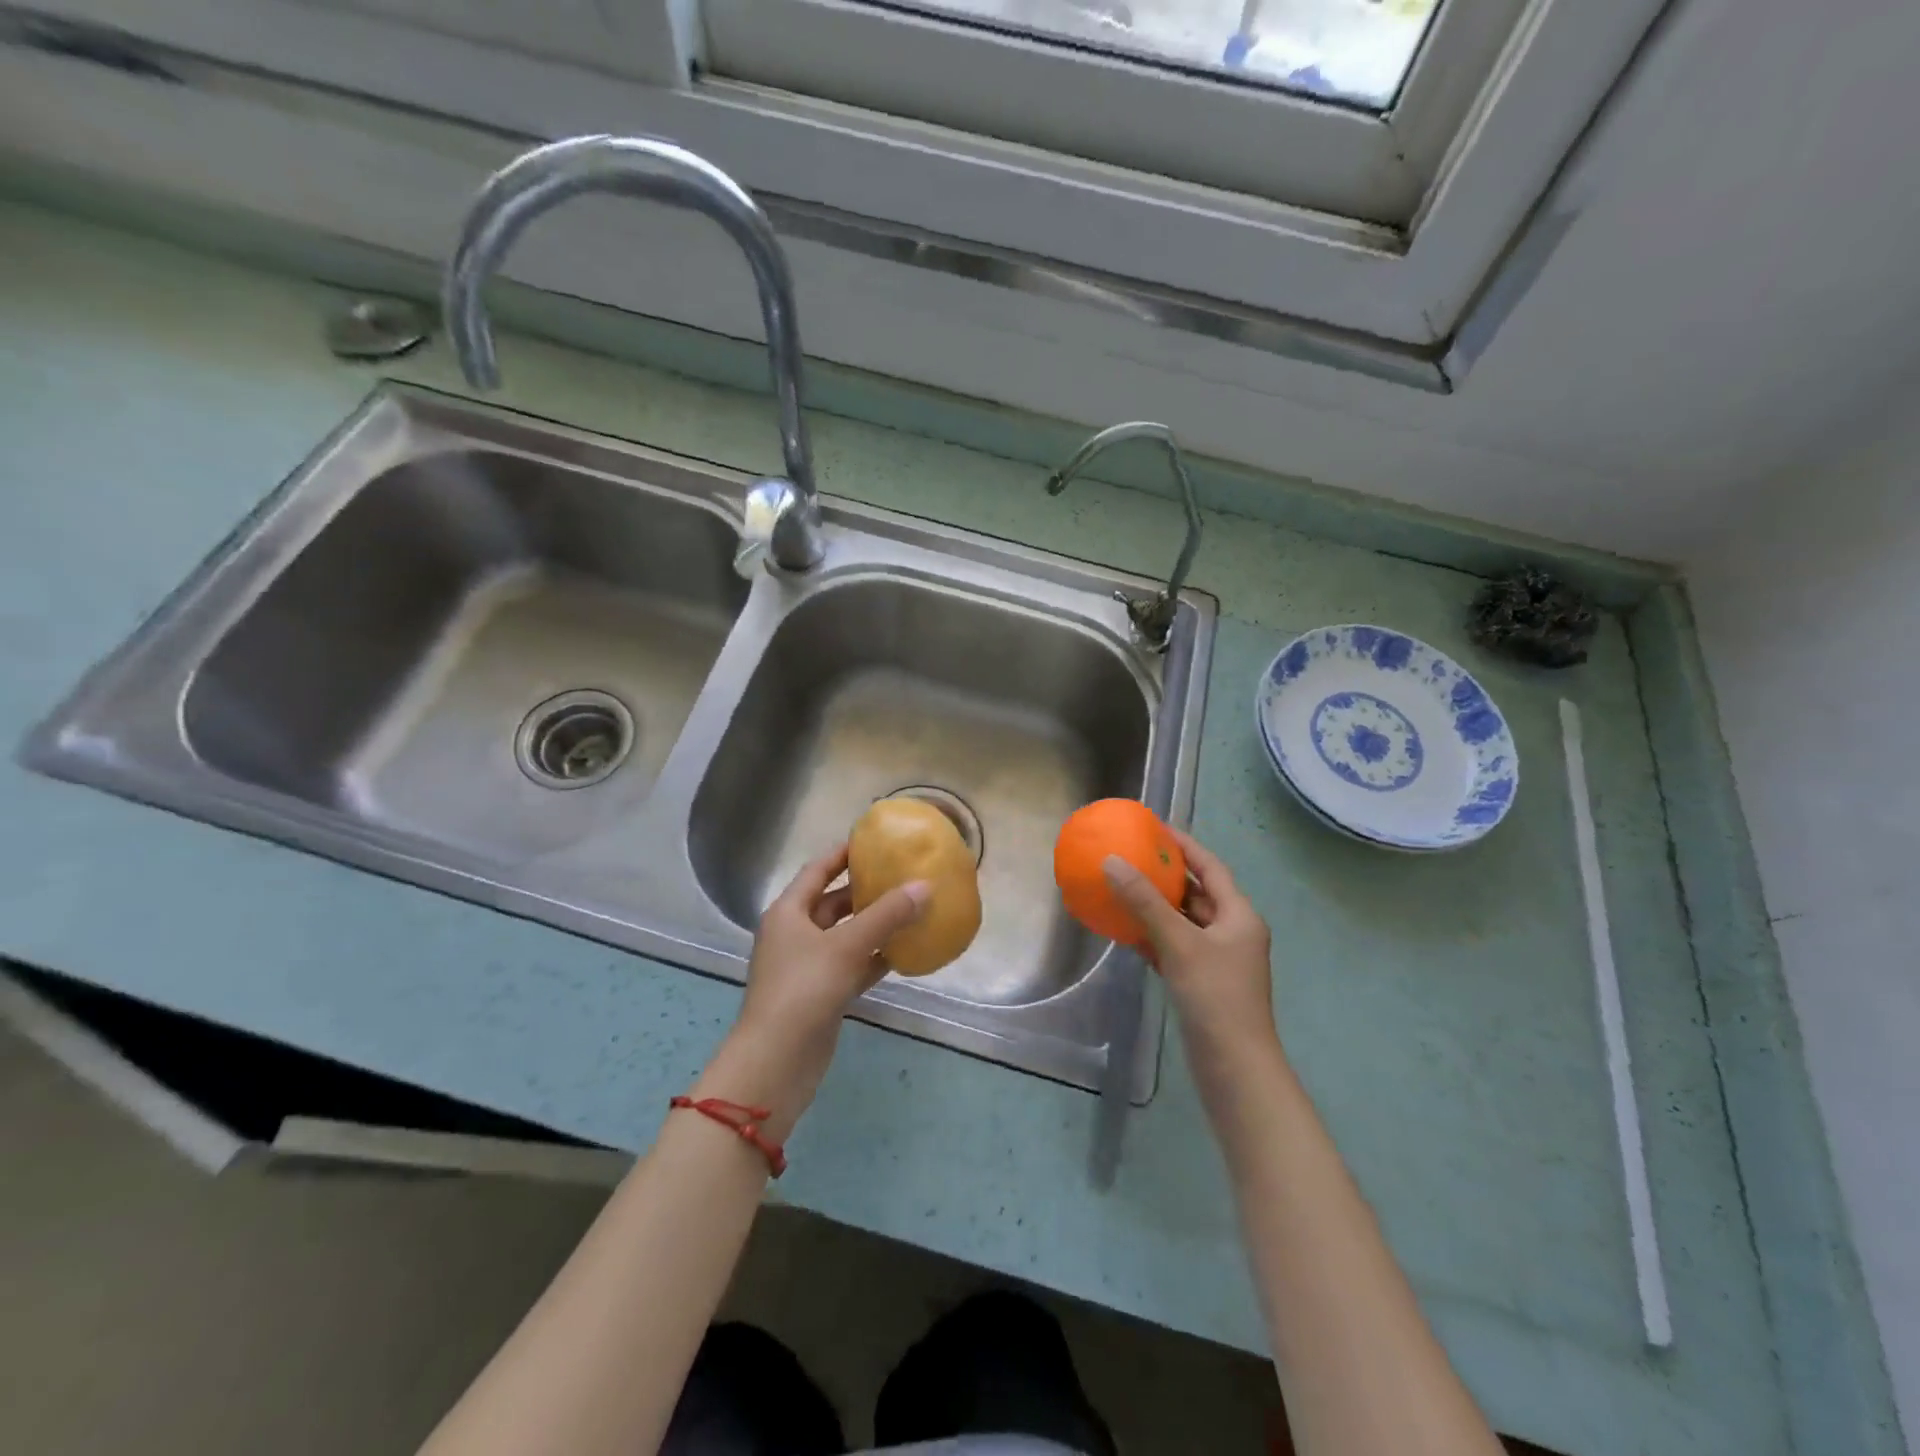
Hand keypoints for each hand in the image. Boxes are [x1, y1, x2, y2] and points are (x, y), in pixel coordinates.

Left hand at [697, 845, 929, 1139]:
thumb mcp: (847, 947)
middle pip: (834, 902)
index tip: (876, 840)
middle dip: (867, 890)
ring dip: (876, 925)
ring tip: (913, 908)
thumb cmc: (804, 991)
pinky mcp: (822, 994)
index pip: (818, 870)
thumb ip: (887, 916)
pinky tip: (906, 952)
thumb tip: (925, 886)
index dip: (844, 853)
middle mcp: (795, 933)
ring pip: (847, 935)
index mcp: (789, 912)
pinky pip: (853, 965)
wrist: (776, 1063)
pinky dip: (876, 957)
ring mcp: (808, 966)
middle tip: (904, 874)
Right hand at [1103, 830, 1277, 1071]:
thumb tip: (1112, 862)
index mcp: (1239, 916)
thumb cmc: (1215, 997)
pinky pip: (1174, 947)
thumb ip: (1145, 903)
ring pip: (1183, 922)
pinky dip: (1152, 937)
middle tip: (1132, 856)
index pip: (1210, 867)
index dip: (1185, 845)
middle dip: (1165, 876)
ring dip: (1155, 907)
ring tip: (1121, 887)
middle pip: (1196, 893)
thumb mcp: (1179, 943)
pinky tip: (1125, 931)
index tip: (1155, 828)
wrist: (1234, 1067)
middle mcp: (1232, 932)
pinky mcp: (1201, 982)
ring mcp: (1217, 959)